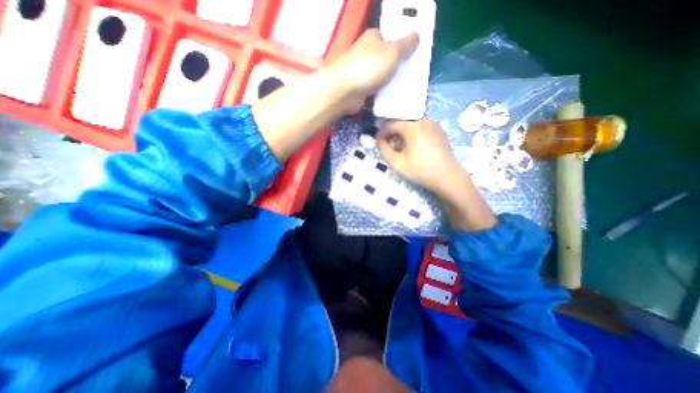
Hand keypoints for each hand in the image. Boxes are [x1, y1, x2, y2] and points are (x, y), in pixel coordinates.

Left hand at [332, 27, 417, 111]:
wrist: (345, 92)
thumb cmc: (369, 67)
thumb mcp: (392, 52)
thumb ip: (406, 44)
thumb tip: (416, 34)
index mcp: (372, 38)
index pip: (390, 38)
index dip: (402, 45)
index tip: (414, 54)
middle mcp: (366, 53)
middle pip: (386, 58)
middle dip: (398, 66)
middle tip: (412, 74)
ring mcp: (362, 73)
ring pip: (381, 76)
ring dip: (391, 82)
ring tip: (406, 87)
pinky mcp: (360, 89)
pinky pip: (376, 90)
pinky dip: (383, 94)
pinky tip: (393, 98)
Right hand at [378, 118, 497, 231]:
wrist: (447, 176)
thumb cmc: (420, 171)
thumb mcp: (397, 163)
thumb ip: (384, 150)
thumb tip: (379, 140)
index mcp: (412, 127)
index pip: (391, 123)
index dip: (382, 132)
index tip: (379, 142)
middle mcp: (423, 120)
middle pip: (402, 120)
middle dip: (392, 130)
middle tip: (389, 143)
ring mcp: (433, 123)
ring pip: (411, 122)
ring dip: (403, 130)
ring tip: (400, 144)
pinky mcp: (439, 129)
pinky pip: (421, 125)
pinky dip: (413, 131)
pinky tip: (413, 144)